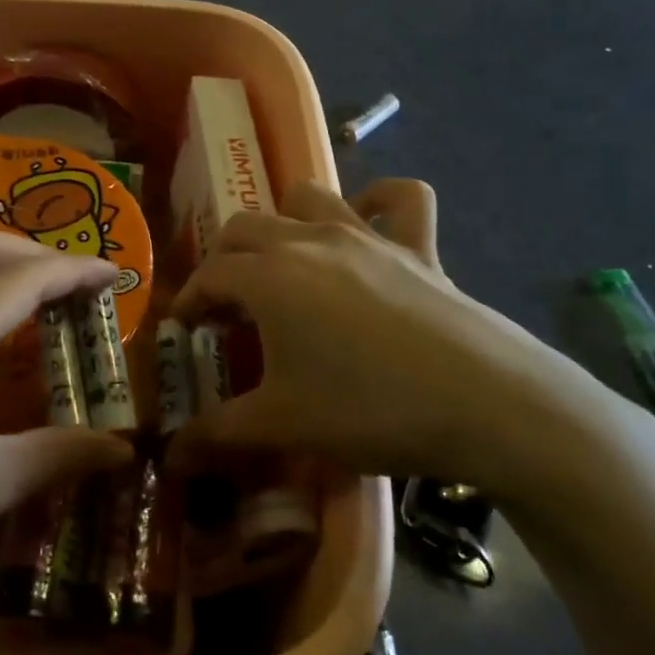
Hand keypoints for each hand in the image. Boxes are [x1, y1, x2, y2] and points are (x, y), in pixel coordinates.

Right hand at [171, 180, 645, 505]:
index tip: (184, 330)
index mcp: (268, 276)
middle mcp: (308, 239)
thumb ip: (217, 435)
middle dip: (223, 260)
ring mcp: (366, 235)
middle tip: (226, 306)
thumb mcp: (283, 426)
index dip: (188, 301)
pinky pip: (399, 199)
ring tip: (283, 263)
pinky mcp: (417, 246)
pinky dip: (378, 201)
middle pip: (244, 228)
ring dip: (282, 221)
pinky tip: (367, 223)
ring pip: (307, 198)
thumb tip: (169, 455)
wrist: (486, 404)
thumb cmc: (368, 410)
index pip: (209, 276)